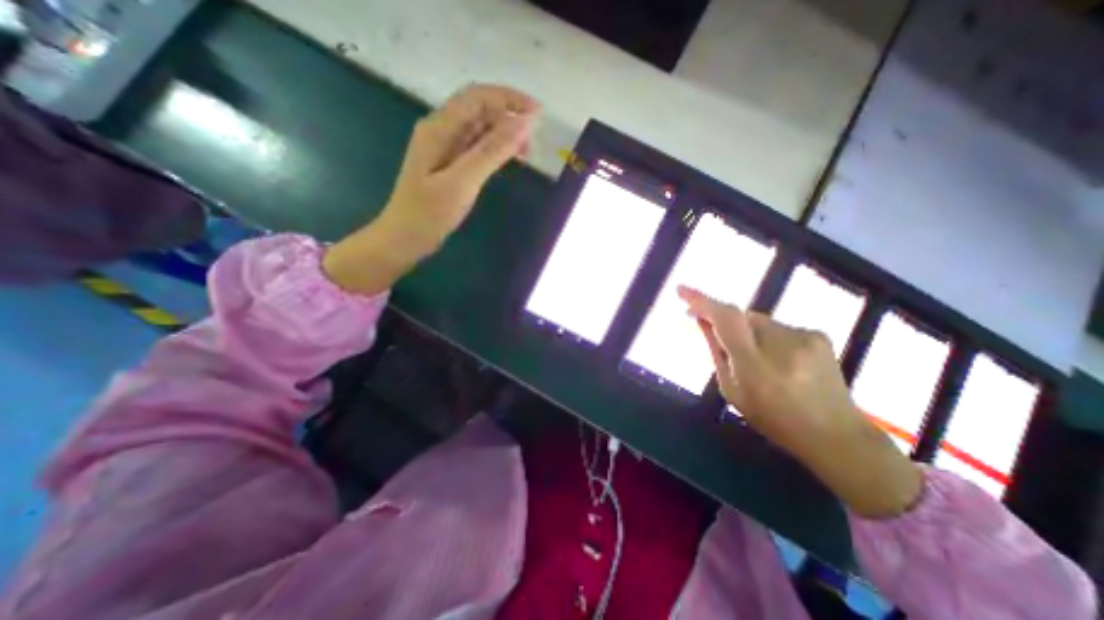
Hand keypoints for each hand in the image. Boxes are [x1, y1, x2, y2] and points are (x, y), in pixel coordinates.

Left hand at [322, 86, 541, 294]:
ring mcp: (444, 147)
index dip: (509, 99)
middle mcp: (441, 130)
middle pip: (479, 109)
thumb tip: (523, 124)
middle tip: (533, 142)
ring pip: (479, 128)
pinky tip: (507, 161)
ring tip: (525, 153)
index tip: (538, 114)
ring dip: (504, 134)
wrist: (405, 238)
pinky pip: (476, 147)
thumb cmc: (430, 213)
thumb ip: (491, 151)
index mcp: (440, 128)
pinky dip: (495, 149)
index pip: (478, 96)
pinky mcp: (449, 163)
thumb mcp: (462, 181)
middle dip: (509, 118)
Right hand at [683, 286, 924, 517]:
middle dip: (723, 321)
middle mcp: (783, 344)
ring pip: (757, 320)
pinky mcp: (817, 334)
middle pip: (740, 316)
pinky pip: (776, 325)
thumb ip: (716, 352)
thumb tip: (702, 322)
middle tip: (713, 333)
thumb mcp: (732, 390)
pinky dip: (767, 336)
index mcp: (756, 366)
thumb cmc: (773, 417)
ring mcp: (804, 336)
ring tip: (754, 357)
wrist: (836, 434)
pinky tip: (776, 358)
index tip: (682, 290)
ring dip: (746, 331)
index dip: (702, 301)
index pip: (726, 320)